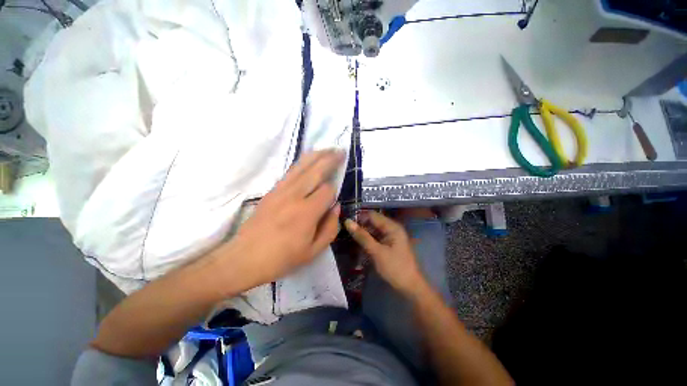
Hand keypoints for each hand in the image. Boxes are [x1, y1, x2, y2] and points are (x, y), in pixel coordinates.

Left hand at [226, 150, 344, 288]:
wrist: (245, 257)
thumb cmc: (282, 258)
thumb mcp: (313, 251)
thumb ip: (330, 227)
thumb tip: (336, 206)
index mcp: (307, 213)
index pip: (327, 191)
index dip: (334, 191)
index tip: (334, 199)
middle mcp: (294, 196)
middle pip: (316, 170)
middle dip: (330, 159)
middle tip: (341, 151)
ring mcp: (281, 190)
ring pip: (302, 166)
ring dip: (317, 155)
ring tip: (328, 149)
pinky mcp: (272, 190)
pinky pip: (291, 171)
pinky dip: (303, 162)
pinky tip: (309, 159)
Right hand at [345, 211, 424, 294]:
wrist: (411, 287)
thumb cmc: (395, 268)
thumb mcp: (376, 252)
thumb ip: (362, 236)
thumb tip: (347, 222)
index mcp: (392, 227)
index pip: (372, 215)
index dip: (359, 218)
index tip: (345, 223)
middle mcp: (392, 228)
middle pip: (373, 222)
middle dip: (360, 226)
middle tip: (345, 232)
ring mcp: (391, 237)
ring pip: (373, 231)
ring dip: (363, 234)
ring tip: (349, 238)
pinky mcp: (389, 245)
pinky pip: (376, 238)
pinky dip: (368, 241)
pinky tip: (358, 245)